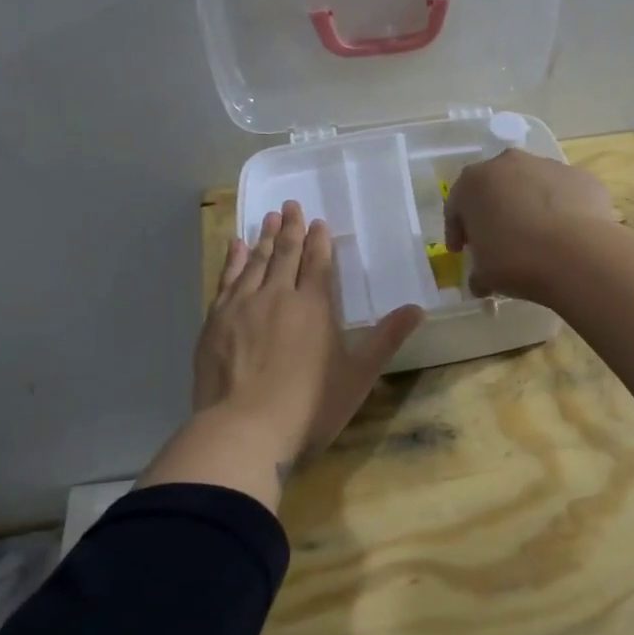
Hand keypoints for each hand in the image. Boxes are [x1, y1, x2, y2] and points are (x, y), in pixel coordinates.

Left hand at [192, 200, 422, 472]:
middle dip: (290, 227)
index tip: (317, 221)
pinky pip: (226, 280)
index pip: (318, 263)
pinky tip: (236, 248)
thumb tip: (418, 308)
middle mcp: (278, 295)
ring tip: (268, 217)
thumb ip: (386, 339)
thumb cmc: (308, 407)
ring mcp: (242, 306)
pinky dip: (233, 260)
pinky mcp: (215, 321)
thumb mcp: (357, 376)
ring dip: (263, 237)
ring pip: (256, 262)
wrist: (243, 430)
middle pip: (285, 253)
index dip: (319, 240)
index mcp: (314, 306)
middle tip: (290, 204)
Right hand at [443, 150, 617, 300]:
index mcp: (474, 182)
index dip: (457, 230)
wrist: (578, 253)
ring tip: (536, 238)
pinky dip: (560, 210)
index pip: (456, 205)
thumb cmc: (516, 260)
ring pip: (530, 186)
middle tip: (496, 240)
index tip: (461, 250)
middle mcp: (508, 163)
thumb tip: (481, 281)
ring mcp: (547, 166)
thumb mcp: (484, 274)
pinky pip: (562, 193)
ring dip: (528, 207)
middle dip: (492, 212)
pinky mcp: (580, 176)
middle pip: (494, 187)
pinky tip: (565, 235)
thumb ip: (477, 272)